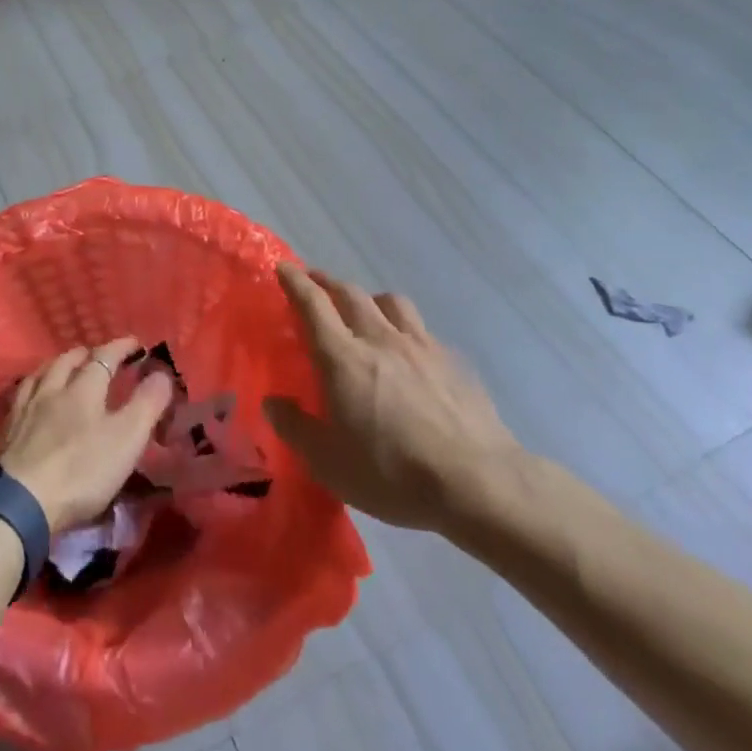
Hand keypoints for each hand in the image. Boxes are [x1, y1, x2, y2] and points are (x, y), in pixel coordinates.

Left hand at [0, 337, 175, 533]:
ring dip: (57, 365)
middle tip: (97, 355)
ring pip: (41, 373)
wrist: (21, 502)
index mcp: (83, 389)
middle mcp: (52, 389)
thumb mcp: (126, 439)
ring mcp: (25, 408)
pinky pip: (20, 395)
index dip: (120, 347)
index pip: (104, 357)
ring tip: (64, 367)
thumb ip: (146, 405)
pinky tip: (31, 395)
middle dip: (86, 354)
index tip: (135, 343)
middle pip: (68, 361)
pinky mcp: (6, 430)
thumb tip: (162, 373)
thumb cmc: (81, 470)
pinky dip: (32, 386)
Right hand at [264, 264, 524, 534]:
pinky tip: (408, 350)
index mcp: (344, 358)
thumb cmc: (393, 474)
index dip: (295, 282)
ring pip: (390, 302)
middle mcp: (380, 340)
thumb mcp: (329, 463)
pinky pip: (421, 329)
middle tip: (314, 282)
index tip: (283, 267)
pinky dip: (404, 327)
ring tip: (364, 309)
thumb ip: (295, 428)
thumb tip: (273, 401)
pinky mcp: (452, 362)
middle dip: (327, 282)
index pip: (313, 305)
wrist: (479, 483)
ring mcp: (421, 347)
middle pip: (351, 294)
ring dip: (369, 298)